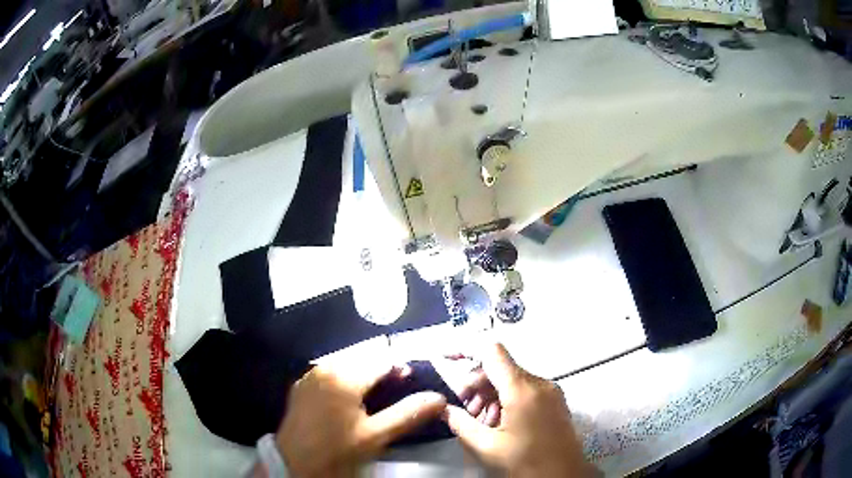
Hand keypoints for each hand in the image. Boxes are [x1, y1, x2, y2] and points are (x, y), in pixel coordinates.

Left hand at [275, 362, 446, 477]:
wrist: (296, 465)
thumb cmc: (337, 451)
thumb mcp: (376, 436)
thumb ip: (408, 414)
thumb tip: (438, 398)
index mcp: (344, 377)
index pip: (382, 360)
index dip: (401, 369)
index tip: (412, 382)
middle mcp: (324, 368)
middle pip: (363, 359)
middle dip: (382, 370)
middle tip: (396, 389)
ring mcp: (309, 377)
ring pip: (345, 364)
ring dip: (363, 374)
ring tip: (375, 395)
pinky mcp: (301, 387)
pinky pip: (328, 374)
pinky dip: (344, 380)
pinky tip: (349, 399)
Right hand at [443, 343, 595, 477]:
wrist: (564, 477)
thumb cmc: (527, 463)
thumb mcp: (486, 447)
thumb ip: (460, 423)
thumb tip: (443, 408)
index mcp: (522, 390)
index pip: (492, 352)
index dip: (466, 351)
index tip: (447, 361)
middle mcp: (539, 383)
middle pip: (500, 368)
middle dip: (476, 385)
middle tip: (464, 410)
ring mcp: (550, 391)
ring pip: (512, 380)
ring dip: (490, 395)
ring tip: (480, 422)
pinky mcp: (554, 401)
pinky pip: (525, 390)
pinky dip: (506, 400)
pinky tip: (498, 423)